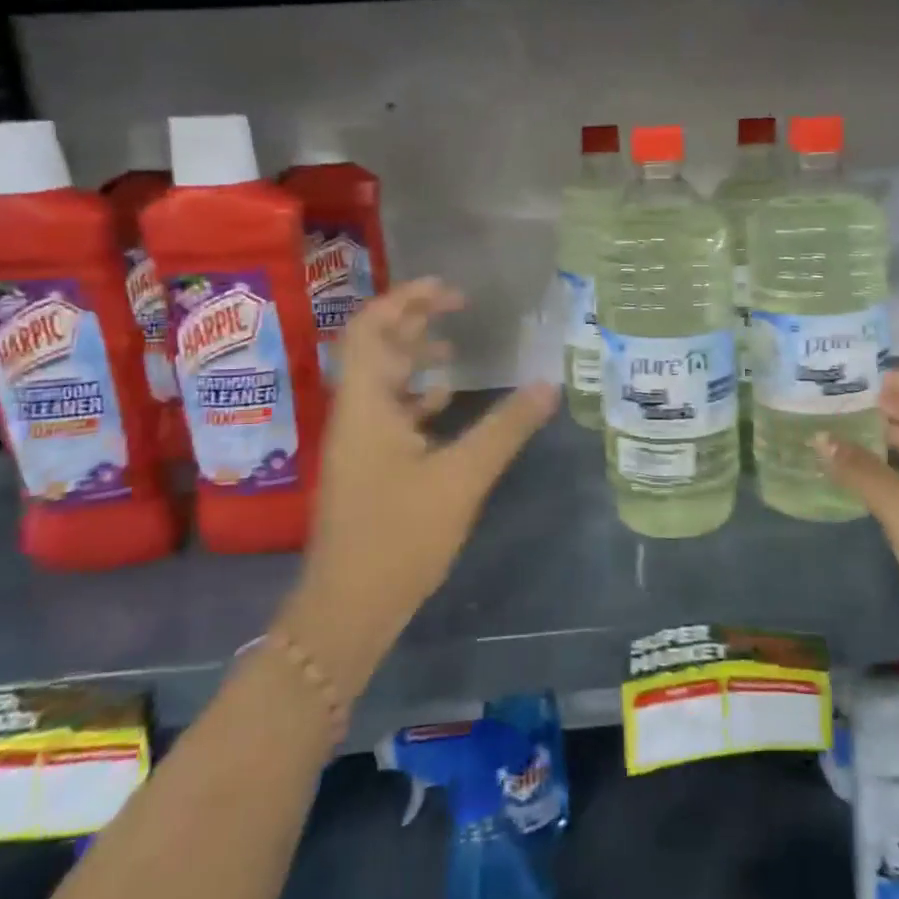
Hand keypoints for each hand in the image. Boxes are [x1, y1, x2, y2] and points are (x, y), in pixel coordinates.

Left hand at [281, 279, 558, 696]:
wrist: (349, 607)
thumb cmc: (400, 535)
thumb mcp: (463, 477)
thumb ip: (507, 427)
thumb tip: (550, 384)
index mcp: (366, 404)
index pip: (372, 328)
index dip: (407, 299)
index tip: (450, 291)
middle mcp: (355, 413)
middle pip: (377, 347)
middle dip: (415, 319)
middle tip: (460, 307)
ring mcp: (358, 441)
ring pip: (382, 380)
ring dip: (414, 356)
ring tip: (455, 346)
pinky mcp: (367, 466)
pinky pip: (389, 412)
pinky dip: (417, 396)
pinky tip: (447, 402)